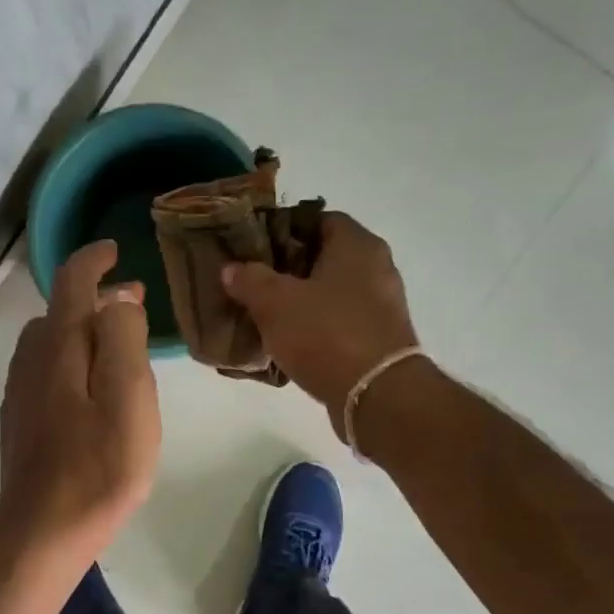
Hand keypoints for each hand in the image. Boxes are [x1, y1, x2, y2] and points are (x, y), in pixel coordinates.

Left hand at [0, 240, 161, 556]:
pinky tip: (89, 388)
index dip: (94, 259)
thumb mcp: (128, 398)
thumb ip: (123, 339)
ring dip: (81, 331)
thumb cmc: (97, 467)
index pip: (71, 281)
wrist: (43, 531)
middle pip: (58, 312)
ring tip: (117, 345)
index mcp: (58, 347)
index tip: (116, 250)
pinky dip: (70, 360)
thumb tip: (118, 299)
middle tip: (132, 304)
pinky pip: (44, 371)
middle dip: (94, 299)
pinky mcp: (20, 421)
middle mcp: (30, 360)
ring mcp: (20, 393)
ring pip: (49, 343)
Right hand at [221, 212, 420, 433]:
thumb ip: (250, 280)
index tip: (253, 248)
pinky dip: (315, 327)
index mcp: (357, 244)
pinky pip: (339, 322)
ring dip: (300, 301)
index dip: (282, 229)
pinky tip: (289, 342)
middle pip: (323, 257)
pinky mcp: (378, 338)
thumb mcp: (275, 303)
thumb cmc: (326, 334)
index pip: (317, 219)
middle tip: (252, 282)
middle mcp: (376, 267)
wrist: (376, 395)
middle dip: (287, 269)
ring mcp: (381, 305)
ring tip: (265, 314)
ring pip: (330, 292)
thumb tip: (232, 268)